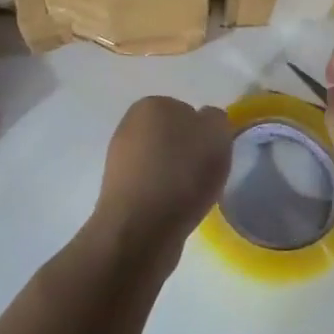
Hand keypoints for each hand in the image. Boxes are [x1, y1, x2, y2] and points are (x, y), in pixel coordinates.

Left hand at [88, 97, 232, 264]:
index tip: (213, 154)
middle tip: (204, 175)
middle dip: (188, 153)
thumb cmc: (182, 173)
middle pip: (173, 137)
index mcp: (151, 105)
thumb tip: (205, 121)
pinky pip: (151, 186)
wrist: (141, 228)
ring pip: (161, 162)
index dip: (204, 133)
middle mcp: (129, 125)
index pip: (188, 112)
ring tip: (190, 196)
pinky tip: (173, 209)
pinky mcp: (117, 190)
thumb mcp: (217, 134)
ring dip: (176, 176)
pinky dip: (164, 195)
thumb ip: (215, 119)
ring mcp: (118, 158)